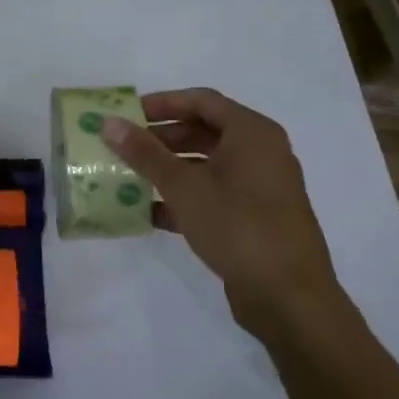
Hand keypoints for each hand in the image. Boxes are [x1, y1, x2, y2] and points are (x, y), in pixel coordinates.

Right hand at [102, 88, 343, 342]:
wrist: (289, 297)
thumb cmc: (238, 226)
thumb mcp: (184, 186)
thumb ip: (144, 153)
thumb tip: (109, 122)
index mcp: (252, 133)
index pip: (201, 101)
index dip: (162, 103)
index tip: (127, 114)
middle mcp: (260, 153)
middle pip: (203, 131)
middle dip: (161, 138)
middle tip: (123, 146)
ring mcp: (259, 188)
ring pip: (206, 166)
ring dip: (167, 169)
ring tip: (128, 176)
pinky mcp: (254, 219)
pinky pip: (212, 195)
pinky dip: (182, 198)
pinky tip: (147, 212)